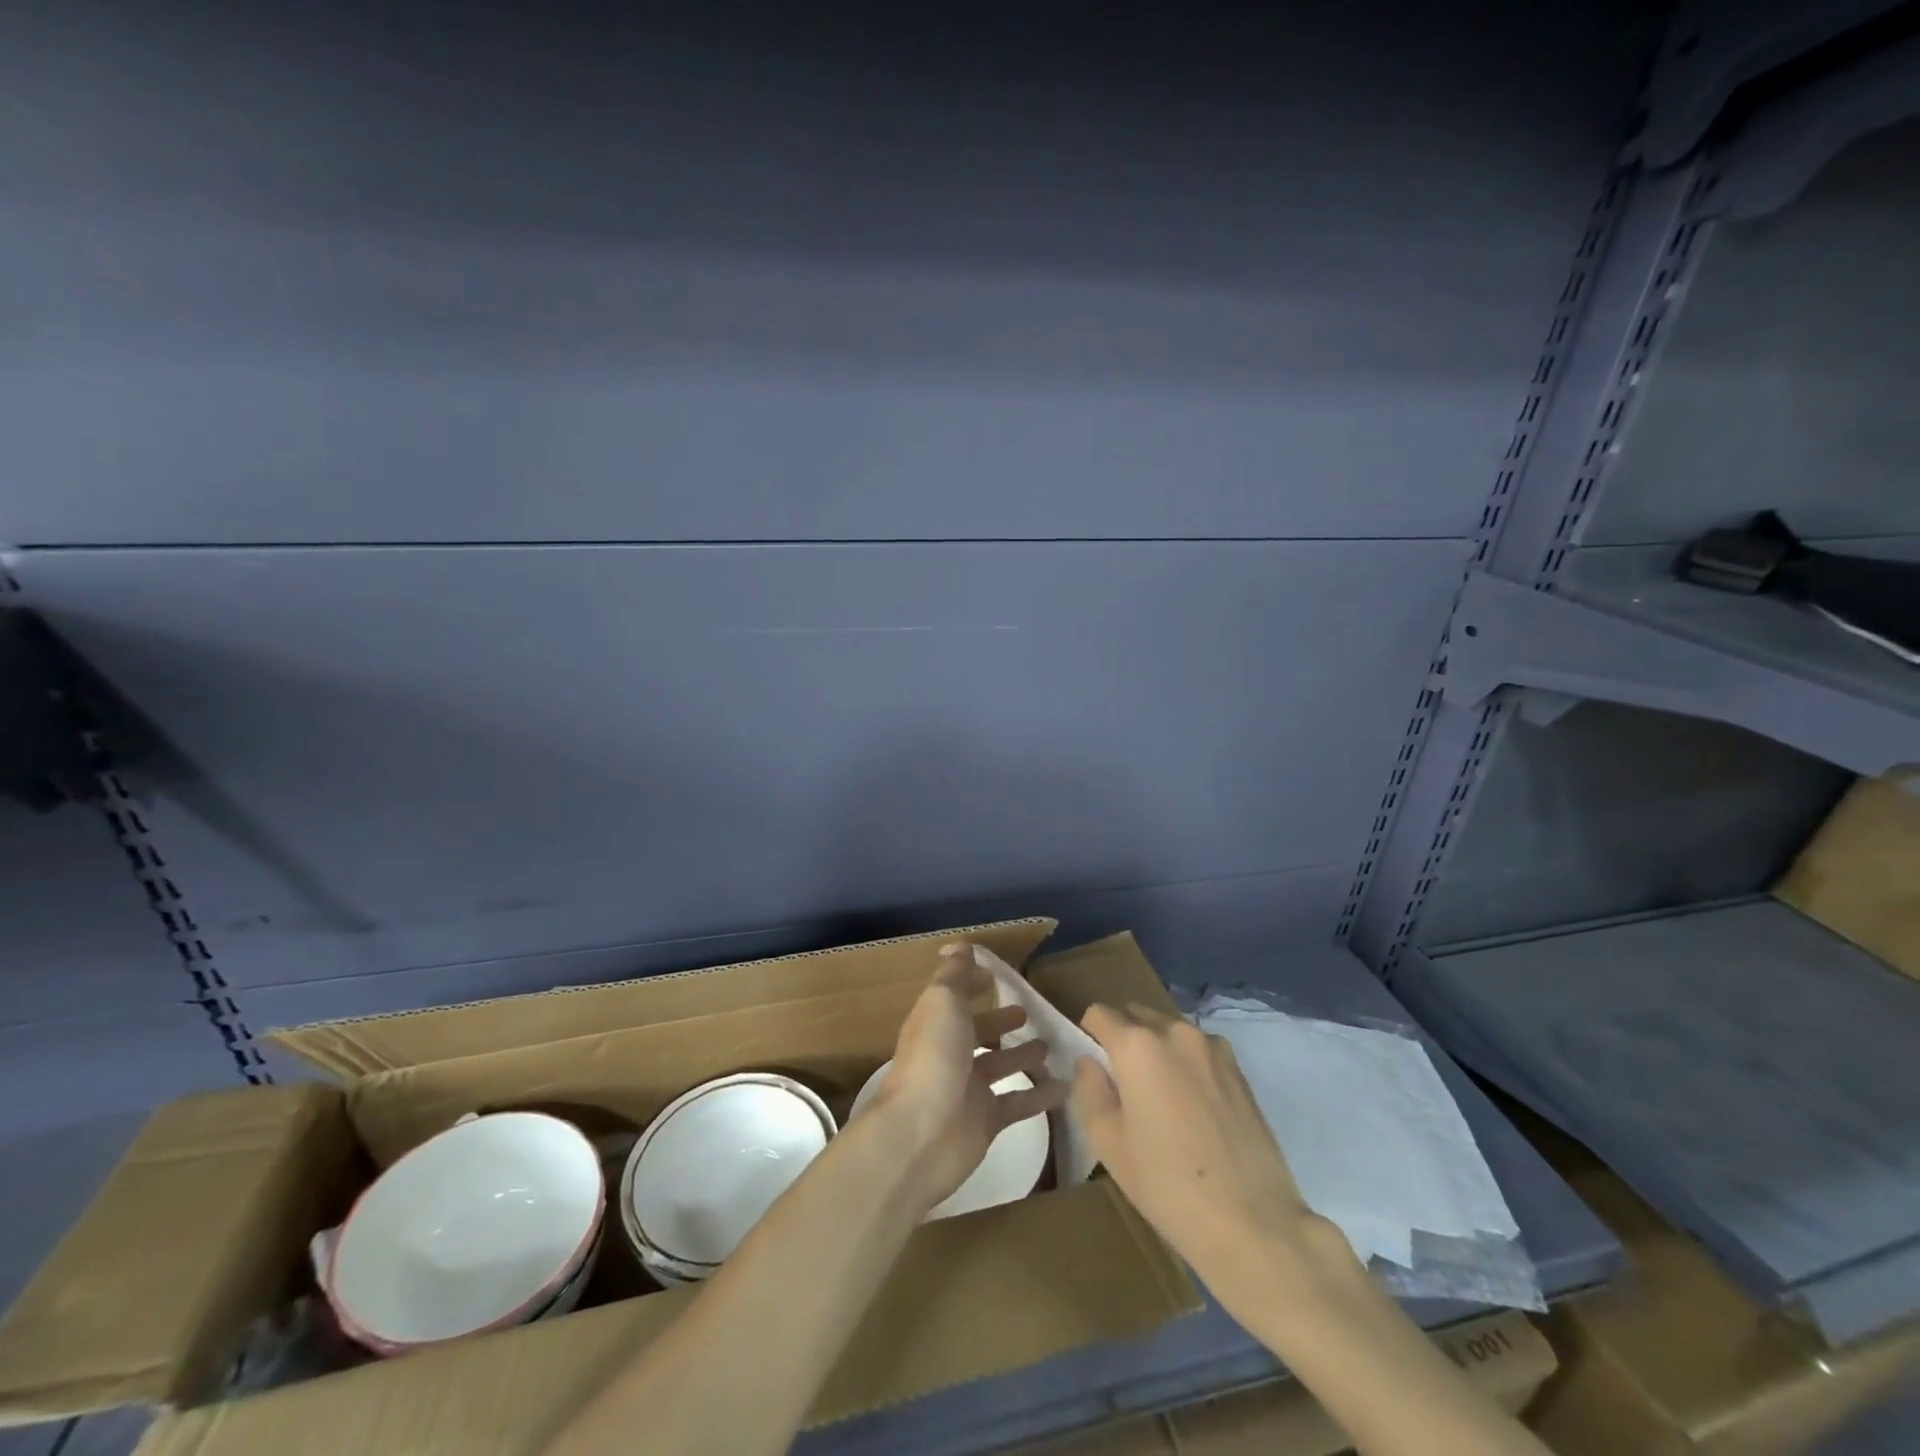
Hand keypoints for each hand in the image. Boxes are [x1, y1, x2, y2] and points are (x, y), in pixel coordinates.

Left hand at [870, 944, 1066, 1211]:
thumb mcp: (942, 1001)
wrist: (921, 1133)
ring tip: (1051, 1046)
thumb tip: (962, 946)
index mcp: (937, 1022)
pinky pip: (1018, 1103)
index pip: (956, 997)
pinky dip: (1040, 1095)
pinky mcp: (986, 1121)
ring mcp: (968, 1089)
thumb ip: (955, 975)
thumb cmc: (933, 1057)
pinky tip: (1066, 1086)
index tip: (997, 976)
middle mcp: (950, 1053)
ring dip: (1023, 1055)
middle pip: (979, 1032)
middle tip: (1030, 1013)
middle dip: (1001, 1021)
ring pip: (1000, 1066)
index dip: (973, 985)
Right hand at [1072, 1003, 1348, 1308]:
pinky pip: (1198, 1050)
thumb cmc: (1168, 1185)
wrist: (1252, 1222)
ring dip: (1157, 1049)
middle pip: (1136, 1015)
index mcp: (1137, 1045)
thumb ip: (1089, 1090)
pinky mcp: (1239, 1068)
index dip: (1089, 1036)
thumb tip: (1090, 1063)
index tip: (1094, 1069)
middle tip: (1124, 1087)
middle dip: (1123, 1039)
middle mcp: (1174, 1032)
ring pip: (1169, 1031)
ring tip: (1162, 1099)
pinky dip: (1186, 1064)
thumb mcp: (1107, 1143)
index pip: (1099, 1013)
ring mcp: (1212, 1047)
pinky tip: (1194, 1109)